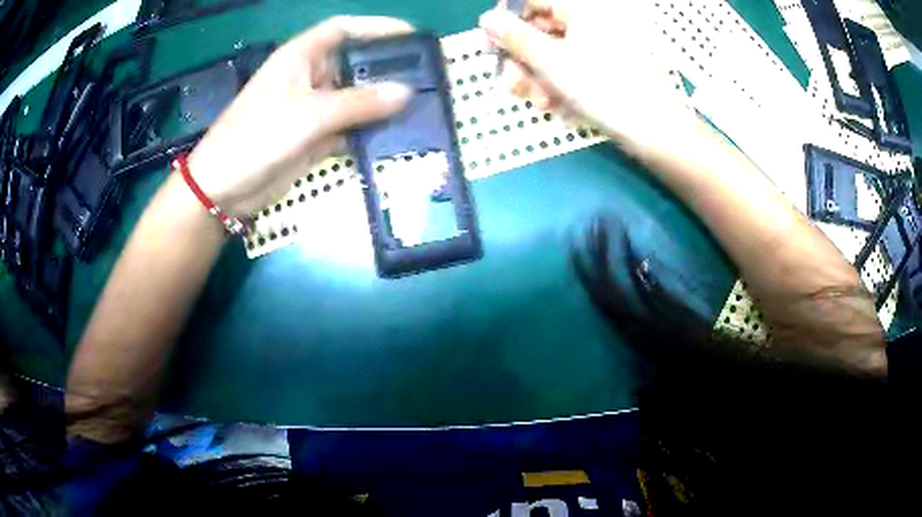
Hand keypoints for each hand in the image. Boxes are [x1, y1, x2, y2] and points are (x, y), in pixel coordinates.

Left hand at [188, 16, 415, 216]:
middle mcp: (308, 78)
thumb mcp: (309, 114)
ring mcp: (311, 109)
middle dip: (385, 69)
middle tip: (425, 77)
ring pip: (353, 99)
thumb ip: (358, 103)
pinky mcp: (313, 138)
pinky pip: (348, 128)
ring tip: (418, 107)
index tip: (410, 36)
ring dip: (380, 104)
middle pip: (353, 64)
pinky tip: (394, 136)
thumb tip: (406, 92)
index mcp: (300, 57)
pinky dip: (367, 132)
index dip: (375, 27)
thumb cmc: (257, 137)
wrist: (223, 189)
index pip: (342, 30)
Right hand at [479, 1, 691, 150]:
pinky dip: (559, 86)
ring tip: (540, 103)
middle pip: (540, 30)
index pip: (531, 1)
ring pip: (553, 54)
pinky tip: (558, 107)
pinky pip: (571, 70)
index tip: (492, 47)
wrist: (654, 131)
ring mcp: (599, 46)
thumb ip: (515, 38)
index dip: (506, 22)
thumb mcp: (551, 61)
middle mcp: (589, 22)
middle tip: (511, 86)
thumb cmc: (603, 88)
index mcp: (580, 9)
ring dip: (537, 79)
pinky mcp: (605, 69)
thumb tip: (487, 19)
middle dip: (522, 60)